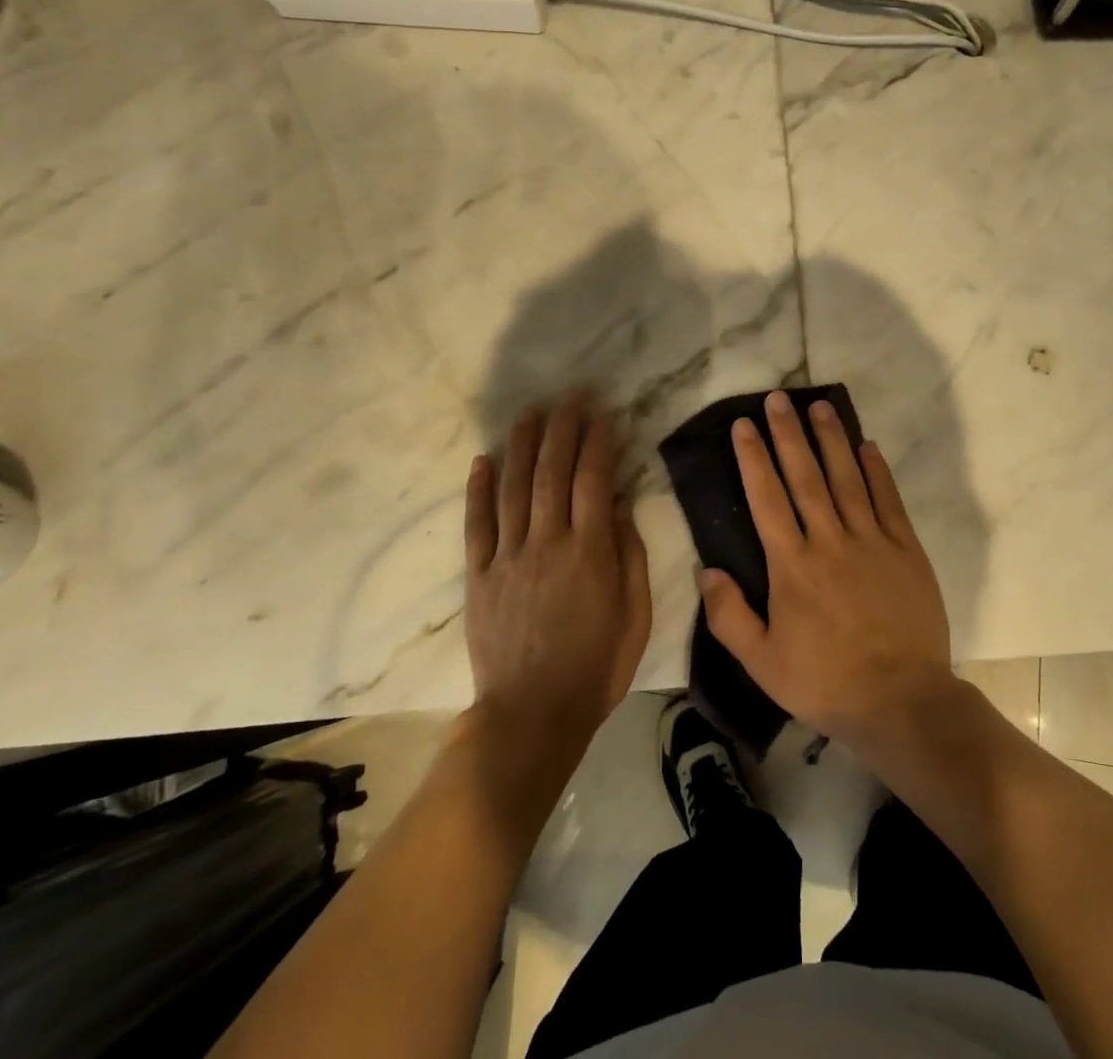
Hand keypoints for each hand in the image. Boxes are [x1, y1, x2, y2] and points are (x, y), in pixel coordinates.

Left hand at [465, 392, 650, 748]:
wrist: (532, 715)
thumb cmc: (596, 667)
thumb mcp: (635, 615)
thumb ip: (630, 556)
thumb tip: (621, 505)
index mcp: (590, 551)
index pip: (594, 479)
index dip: (598, 441)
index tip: (603, 413)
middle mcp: (547, 542)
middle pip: (552, 472)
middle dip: (562, 428)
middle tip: (570, 397)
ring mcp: (507, 557)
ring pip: (513, 487)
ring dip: (522, 444)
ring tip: (530, 412)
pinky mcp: (478, 576)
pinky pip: (476, 524)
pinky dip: (478, 489)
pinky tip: (483, 459)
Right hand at [699, 389, 952, 744]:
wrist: (901, 700)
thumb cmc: (825, 682)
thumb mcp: (762, 663)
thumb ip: (729, 616)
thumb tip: (706, 570)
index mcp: (792, 565)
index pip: (766, 498)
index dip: (753, 458)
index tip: (744, 425)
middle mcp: (829, 541)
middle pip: (805, 476)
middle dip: (788, 434)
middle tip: (778, 399)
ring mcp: (871, 541)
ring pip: (846, 478)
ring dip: (831, 439)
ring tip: (819, 406)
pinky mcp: (906, 549)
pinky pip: (888, 500)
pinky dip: (877, 471)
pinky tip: (867, 445)